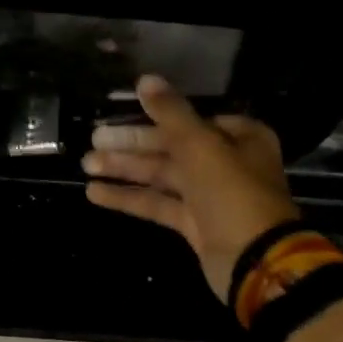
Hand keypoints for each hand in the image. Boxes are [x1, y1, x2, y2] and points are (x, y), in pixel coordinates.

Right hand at [82, 76, 300, 301]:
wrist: (256, 261)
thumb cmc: (232, 192)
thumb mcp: (200, 145)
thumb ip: (170, 112)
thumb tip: (145, 79)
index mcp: (237, 138)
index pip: (188, 120)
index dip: (153, 116)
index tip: (119, 114)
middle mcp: (225, 163)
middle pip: (170, 147)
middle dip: (130, 145)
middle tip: (94, 140)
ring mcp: (209, 196)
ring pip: (160, 176)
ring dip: (124, 170)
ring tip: (86, 165)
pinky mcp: (194, 224)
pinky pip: (157, 204)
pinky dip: (128, 197)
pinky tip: (95, 193)